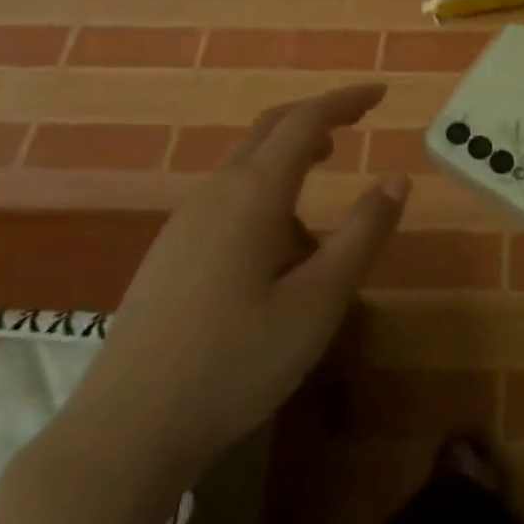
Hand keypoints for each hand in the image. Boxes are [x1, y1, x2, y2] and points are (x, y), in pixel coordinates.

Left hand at [65, 84, 407, 488]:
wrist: (125, 430)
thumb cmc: (234, 361)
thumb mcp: (318, 302)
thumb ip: (363, 234)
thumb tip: (399, 179)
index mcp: (252, 194)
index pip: (305, 121)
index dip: (345, 100)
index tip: (381, 93)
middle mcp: (215, 193)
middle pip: (269, 129)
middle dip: (316, 115)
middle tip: (357, 119)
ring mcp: (185, 221)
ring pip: (245, 162)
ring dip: (290, 153)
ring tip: (325, 176)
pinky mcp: (171, 250)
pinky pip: (228, 193)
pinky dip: (266, 185)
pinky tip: (278, 238)